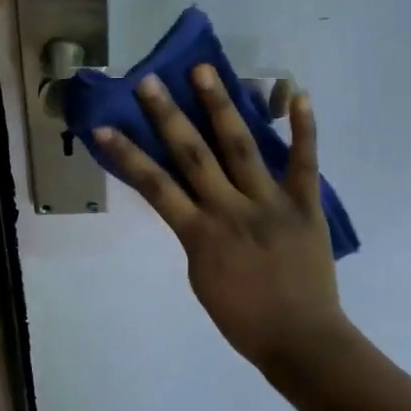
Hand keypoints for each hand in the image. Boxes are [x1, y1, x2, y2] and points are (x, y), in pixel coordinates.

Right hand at [93, 68, 347, 369]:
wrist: (300, 340)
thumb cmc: (242, 318)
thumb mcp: (200, 277)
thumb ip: (194, 234)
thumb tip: (190, 201)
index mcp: (199, 233)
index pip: (155, 186)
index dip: (127, 154)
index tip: (104, 127)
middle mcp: (230, 209)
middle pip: (193, 155)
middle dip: (168, 115)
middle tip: (150, 81)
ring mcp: (270, 203)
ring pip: (241, 146)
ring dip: (221, 106)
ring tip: (205, 71)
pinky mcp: (306, 204)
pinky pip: (305, 162)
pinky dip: (304, 128)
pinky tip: (298, 93)